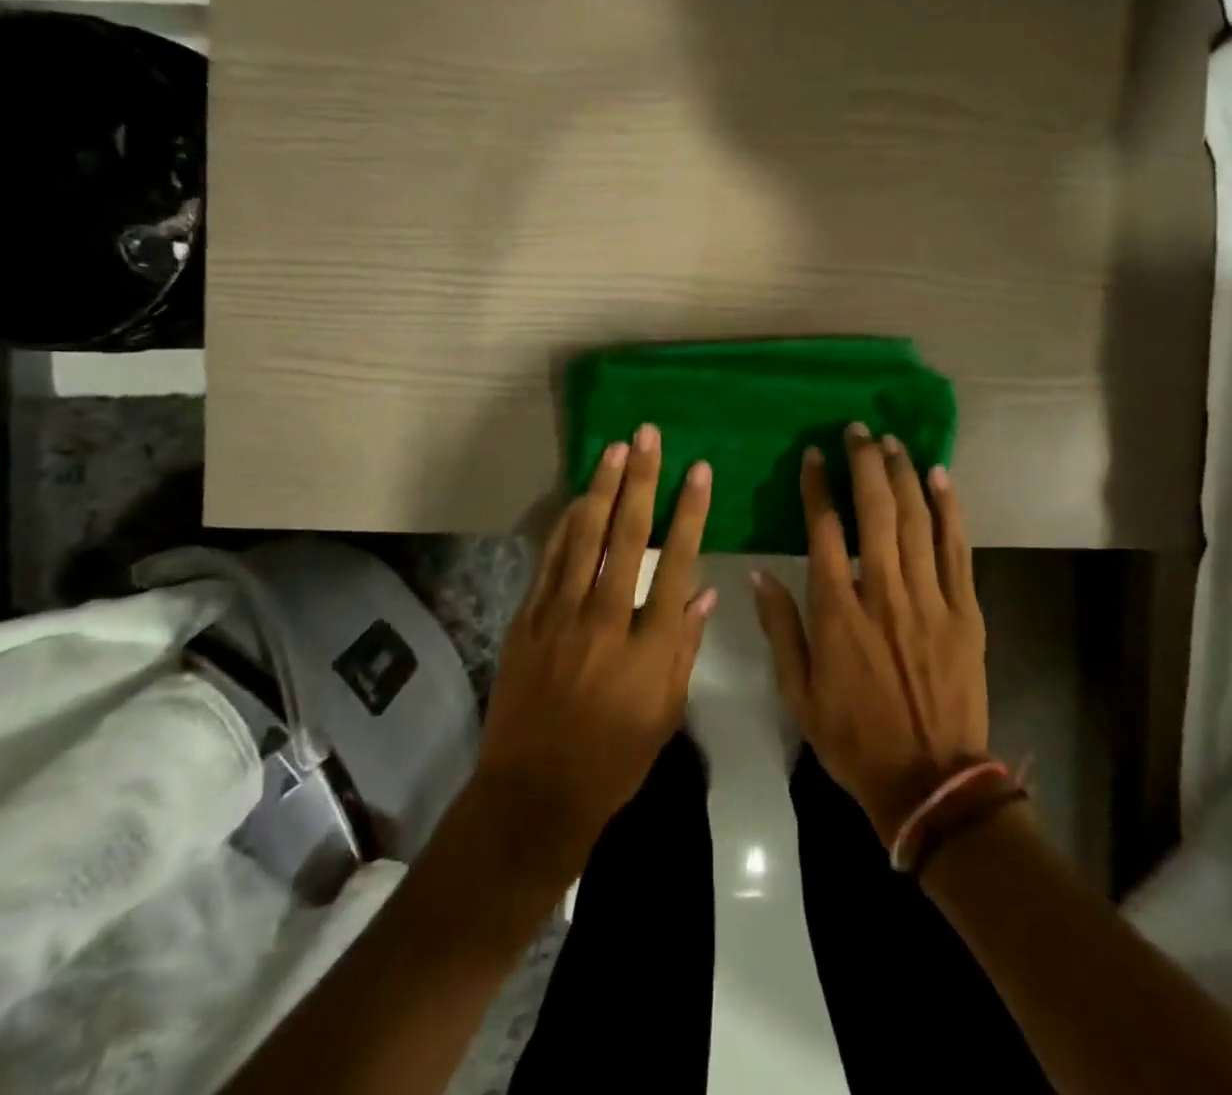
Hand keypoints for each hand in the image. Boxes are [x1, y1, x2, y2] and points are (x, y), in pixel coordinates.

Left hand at [474, 425, 714, 874]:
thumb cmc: (613, 761)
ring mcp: (561, 617)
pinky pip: (550, 562)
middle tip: (648, 436)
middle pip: (628, 537)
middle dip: (641, 481)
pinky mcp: (528, 621)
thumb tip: (702, 594)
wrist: (534, 794)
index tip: (698, 472)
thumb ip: (684, 648)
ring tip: (615, 450)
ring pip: (585, 539)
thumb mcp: (665, 713)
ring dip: (602, 490)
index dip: (690, 513)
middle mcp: (606, 620)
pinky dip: (565, 527)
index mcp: (649, 646)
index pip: (677, 563)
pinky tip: (578, 499)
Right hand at [752, 422, 988, 845]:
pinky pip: (957, 549)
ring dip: (903, 476)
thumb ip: (780, 627)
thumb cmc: (854, 737)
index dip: (819, 487)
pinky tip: (940, 477)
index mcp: (838, 612)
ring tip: (892, 442)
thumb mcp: (799, 692)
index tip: (815, 456)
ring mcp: (930, 599)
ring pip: (916, 521)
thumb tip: (760, 572)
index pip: (826, 531)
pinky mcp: (964, 610)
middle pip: (876, 512)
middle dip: (865, 465)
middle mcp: (884, 593)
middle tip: (858, 431)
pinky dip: (950, 509)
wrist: (930, 782)